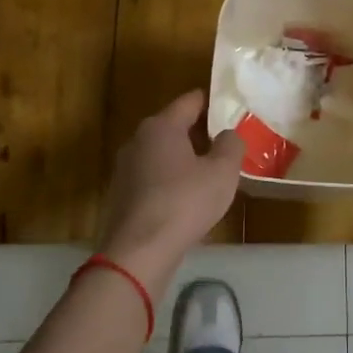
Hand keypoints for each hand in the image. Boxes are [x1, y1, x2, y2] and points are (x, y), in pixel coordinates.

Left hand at [96, 91, 244, 294]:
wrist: (139, 251)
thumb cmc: (185, 203)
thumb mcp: (222, 172)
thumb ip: (231, 145)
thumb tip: (228, 134)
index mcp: (162, 126)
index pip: (190, 100)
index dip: (213, 102)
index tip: (232, 110)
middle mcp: (138, 139)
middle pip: (174, 126)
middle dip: (199, 133)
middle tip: (226, 145)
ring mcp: (125, 167)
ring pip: (161, 153)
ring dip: (184, 159)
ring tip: (209, 174)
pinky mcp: (121, 194)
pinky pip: (152, 177)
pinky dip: (169, 181)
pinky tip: (186, 200)